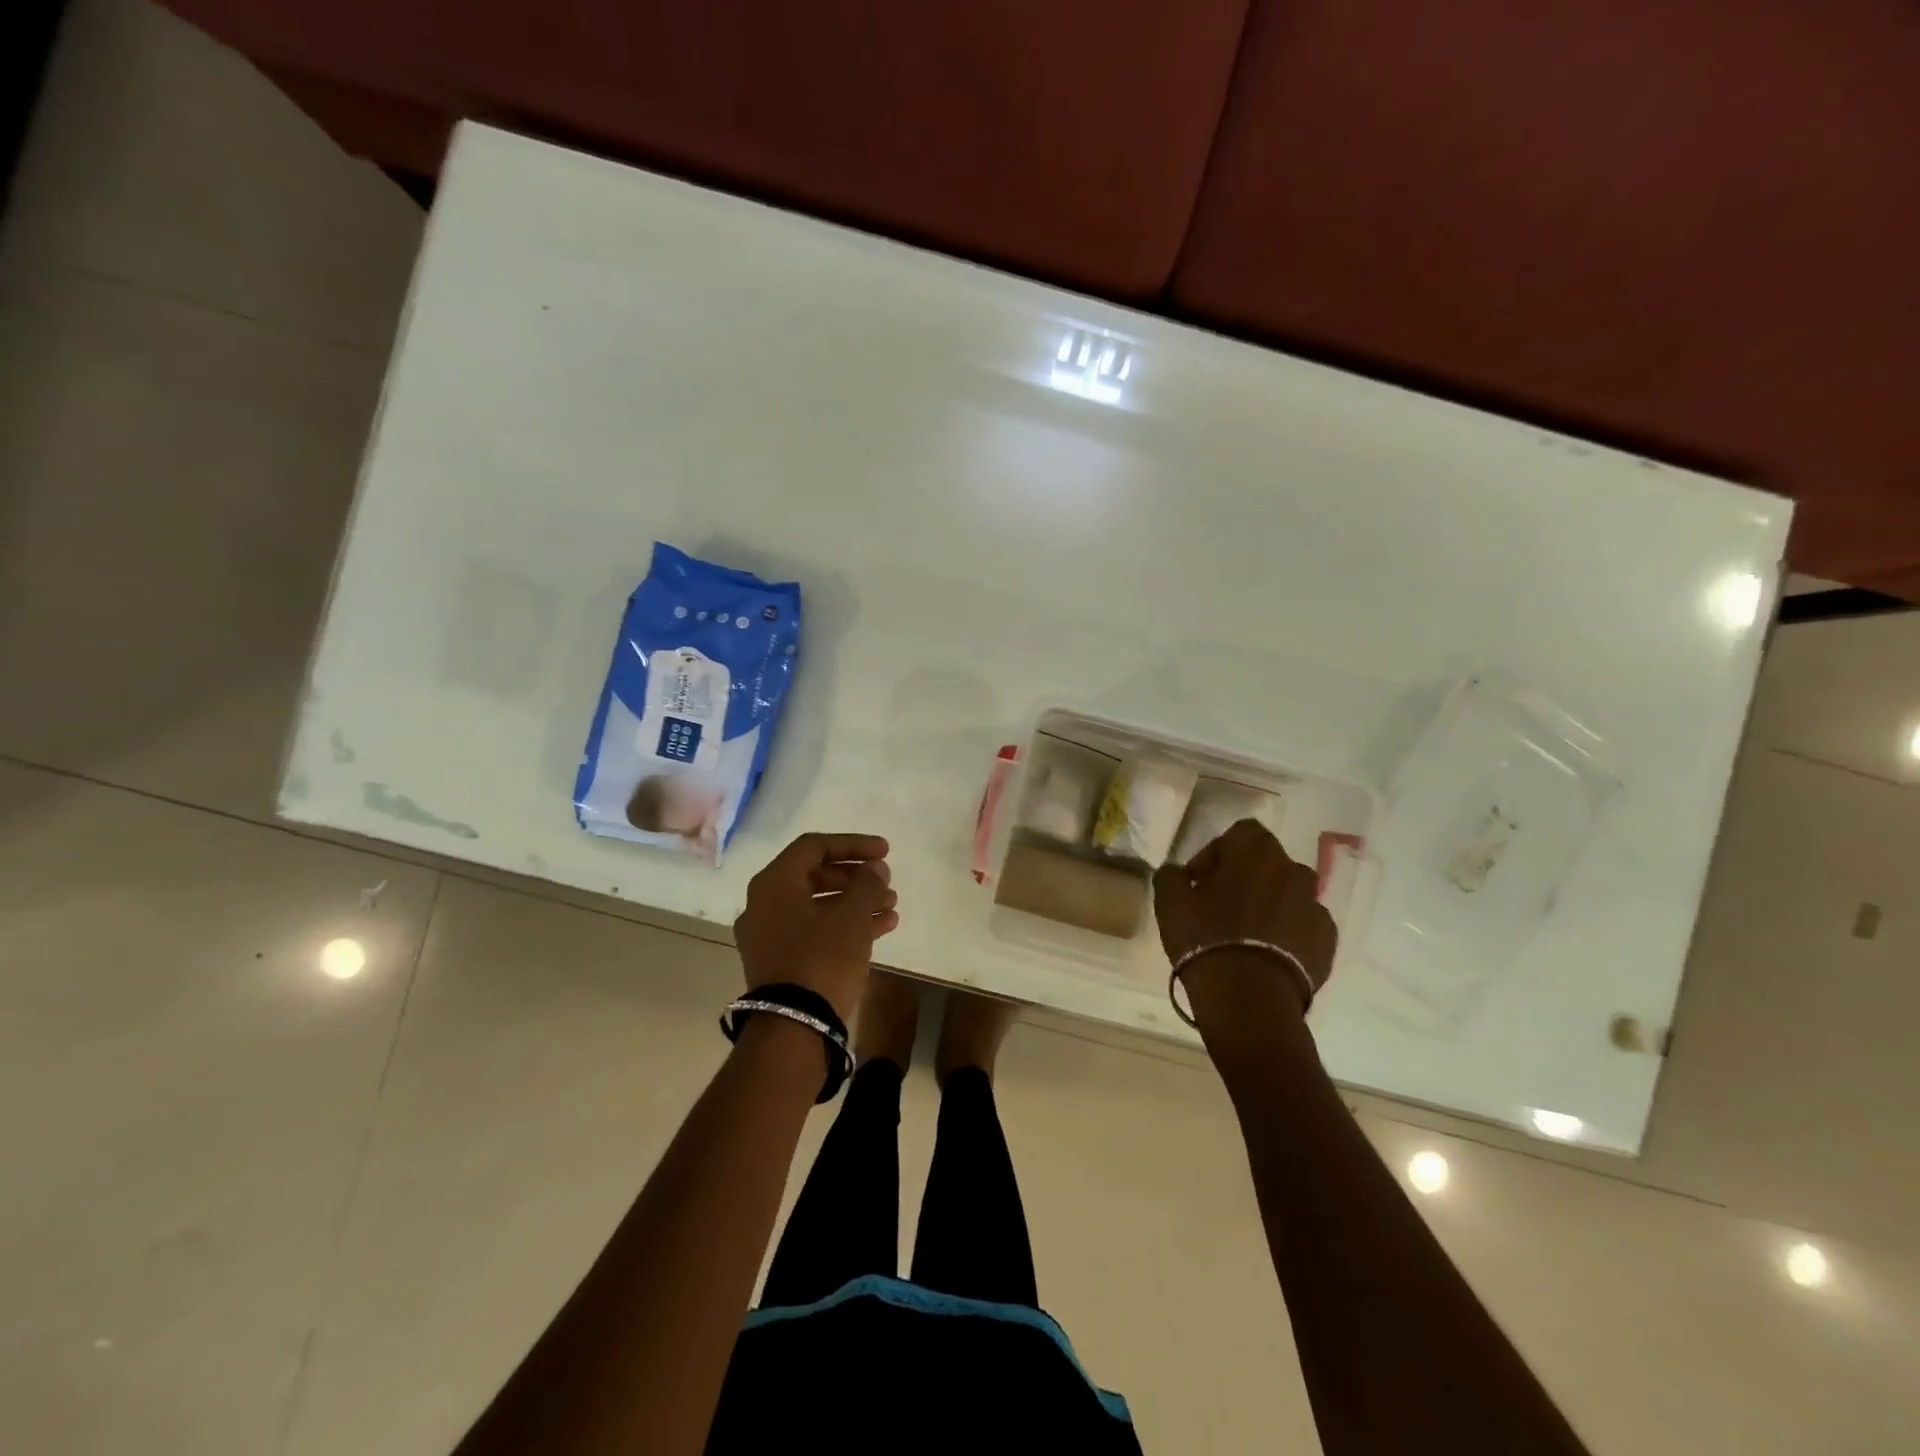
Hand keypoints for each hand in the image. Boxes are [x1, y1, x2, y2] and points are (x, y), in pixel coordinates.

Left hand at [735, 833, 898, 1024]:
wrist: (794, 1027)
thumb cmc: (822, 959)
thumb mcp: (851, 916)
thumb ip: (867, 883)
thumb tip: (875, 869)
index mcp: (774, 883)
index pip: (815, 846)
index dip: (853, 844)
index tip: (885, 852)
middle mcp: (764, 904)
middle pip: (815, 875)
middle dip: (855, 876)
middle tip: (885, 880)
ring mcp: (769, 935)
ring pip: (817, 905)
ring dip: (855, 902)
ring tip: (891, 906)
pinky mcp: (779, 961)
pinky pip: (814, 930)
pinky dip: (844, 925)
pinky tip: (881, 928)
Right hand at [1151, 819, 1335, 1038]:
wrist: (1250, 998)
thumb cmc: (1206, 937)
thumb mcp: (1169, 901)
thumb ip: (1172, 875)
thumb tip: (1179, 873)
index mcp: (1256, 851)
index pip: (1240, 833)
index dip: (1217, 852)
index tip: (1199, 880)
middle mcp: (1292, 869)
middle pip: (1267, 863)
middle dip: (1245, 878)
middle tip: (1220, 905)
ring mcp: (1314, 905)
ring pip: (1288, 894)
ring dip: (1269, 904)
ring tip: (1246, 932)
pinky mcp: (1327, 940)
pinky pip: (1303, 925)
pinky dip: (1288, 932)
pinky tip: (1267, 954)